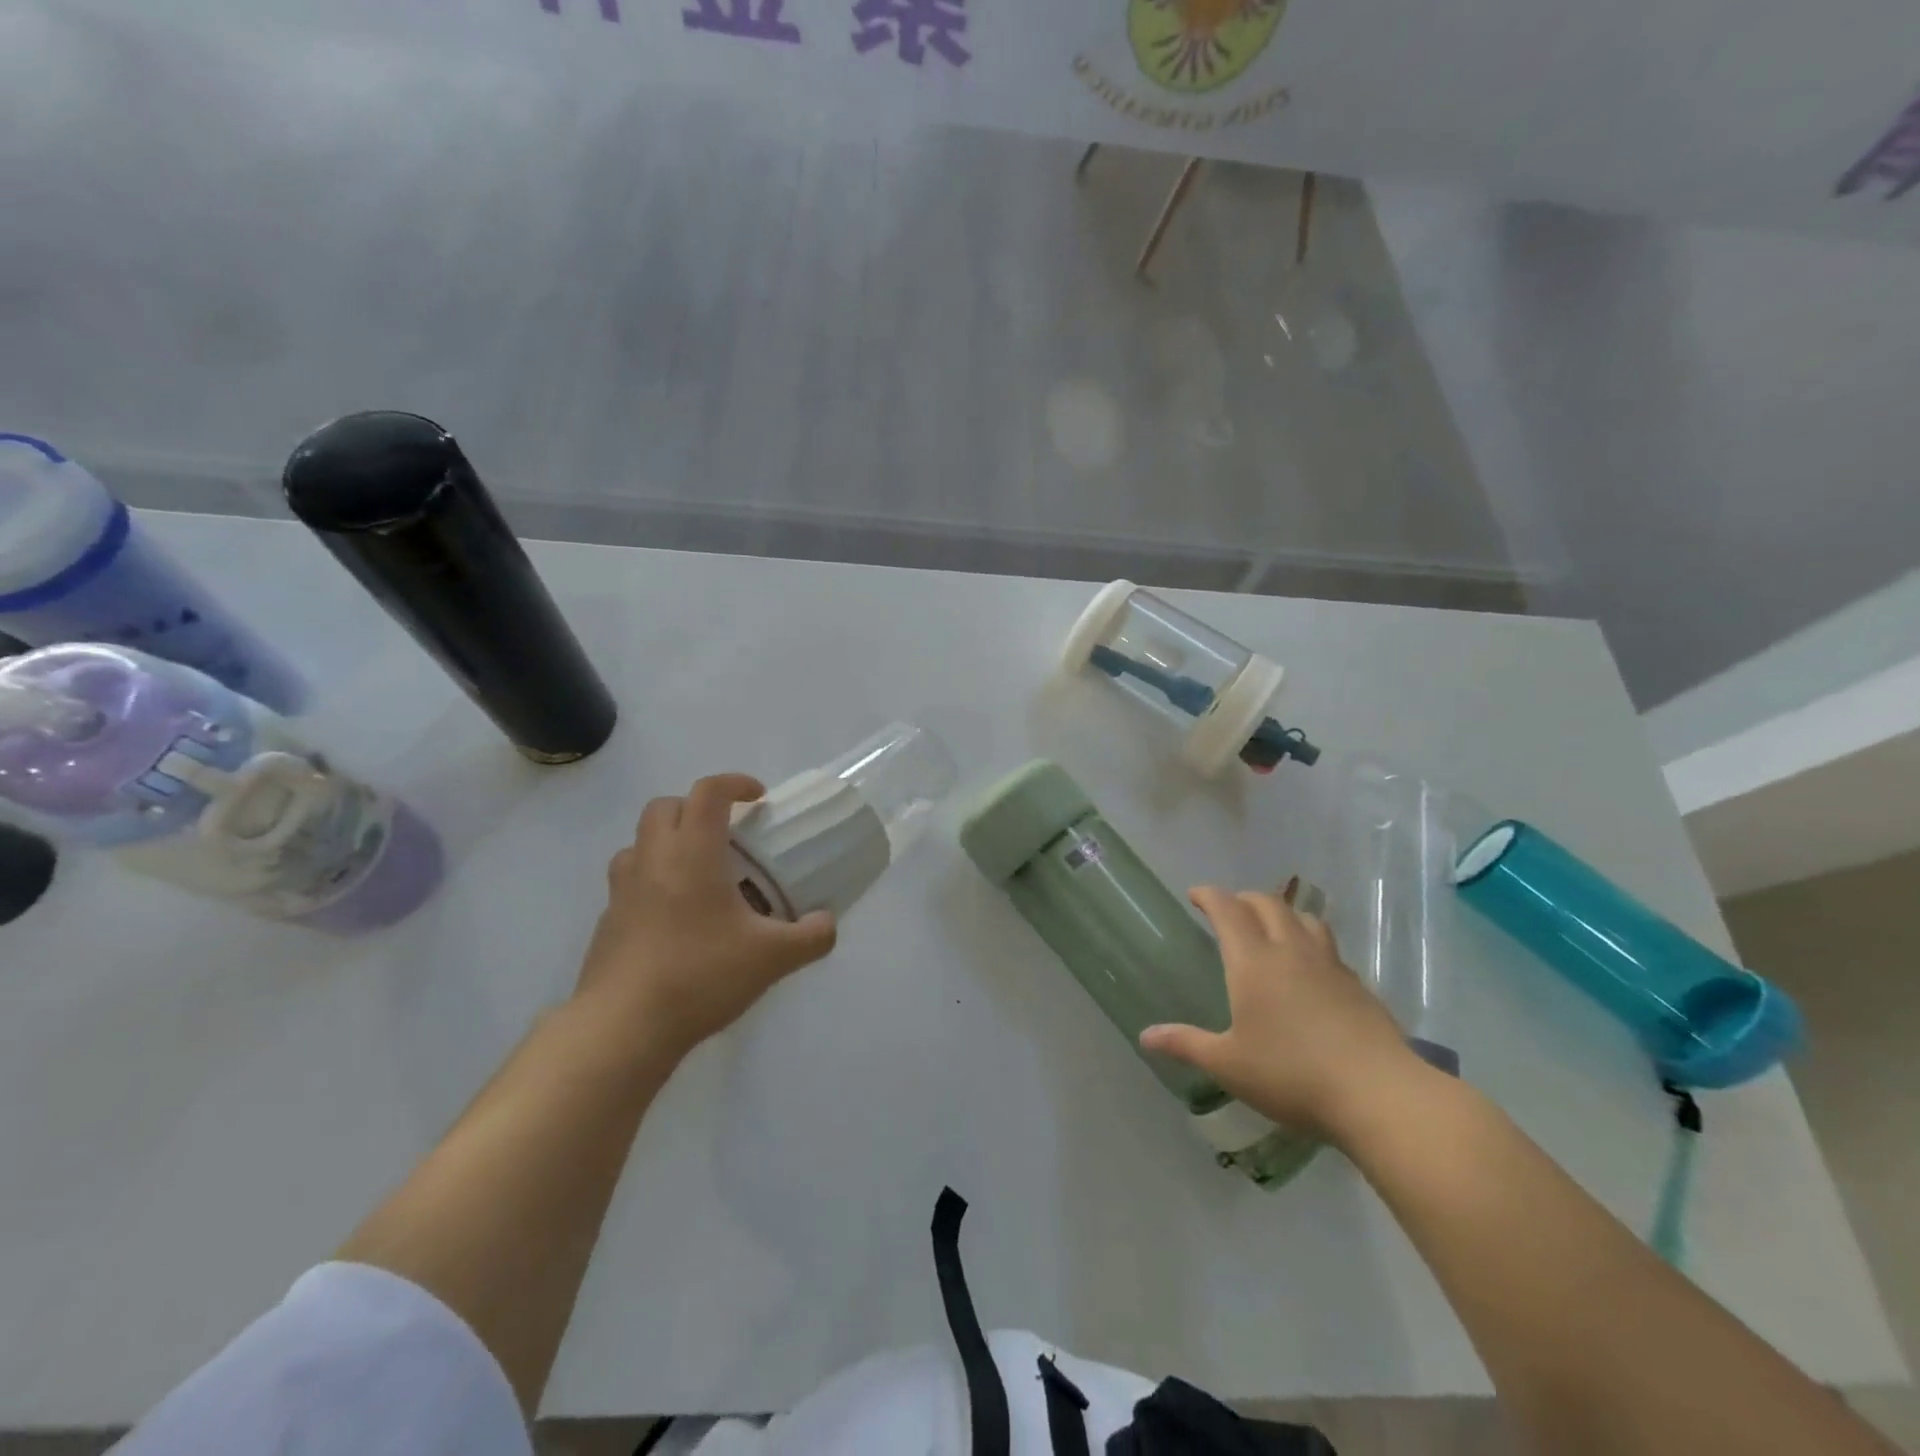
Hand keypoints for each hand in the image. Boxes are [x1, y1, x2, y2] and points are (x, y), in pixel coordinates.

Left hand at [576, 773, 837, 1057]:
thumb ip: (811, 936)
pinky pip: (629, 882)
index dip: (736, 783)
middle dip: (696, 807)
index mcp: (692, 852)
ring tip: (697, 873)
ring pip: (639, 842)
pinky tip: (675, 919)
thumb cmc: (700, 975)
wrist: (623, 1027)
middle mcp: (652, 859)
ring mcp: (622, 890)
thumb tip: (828, 923)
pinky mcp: (606, 922)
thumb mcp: (773, 958)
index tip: (759, 798)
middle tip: (727, 835)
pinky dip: (652, 882)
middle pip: (665, 806)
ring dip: (668, 842)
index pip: (709, 792)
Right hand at [1139, 886, 1422, 1142]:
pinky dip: (1311, 944)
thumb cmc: (1292, 1075)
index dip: (1209, 895)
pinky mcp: (1358, 986)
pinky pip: (1328, 948)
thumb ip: (1187, 1044)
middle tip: (1230, 909)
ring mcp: (1329, 966)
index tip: (1195, 894)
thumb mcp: (1229, 1064)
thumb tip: (1146, 1036)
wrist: (1379, 1094)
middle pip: (1268, 904)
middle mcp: (1291, 952)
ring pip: (1305, 919)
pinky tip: (1310, 971)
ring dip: (1283, 913)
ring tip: (1273, 927)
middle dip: (1244, 899)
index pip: (1228, 909)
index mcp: (1253, 962)